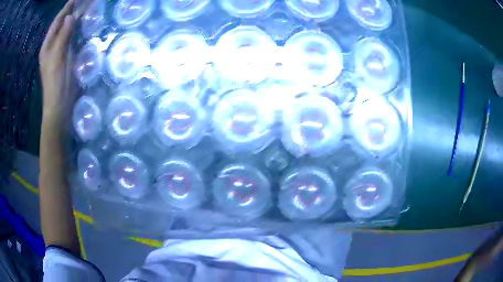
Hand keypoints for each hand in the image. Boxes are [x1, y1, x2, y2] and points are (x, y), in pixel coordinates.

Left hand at [39, 0, 74, 118]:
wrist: (59, 106)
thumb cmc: (56, 83)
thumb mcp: (57, 58)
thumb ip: (63, 37)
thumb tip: (70, 16)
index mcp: (47, 46)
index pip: (57, 22)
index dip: (66, 9)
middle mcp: (52, 47)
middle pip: (61, 25)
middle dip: (71, 11)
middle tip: (83, 1)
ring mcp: (59, 52)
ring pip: (67, 30)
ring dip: (75, 19)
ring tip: (85, 9)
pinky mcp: (66, 57)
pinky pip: (71, 38)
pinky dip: (77, 30)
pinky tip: (83, 25)